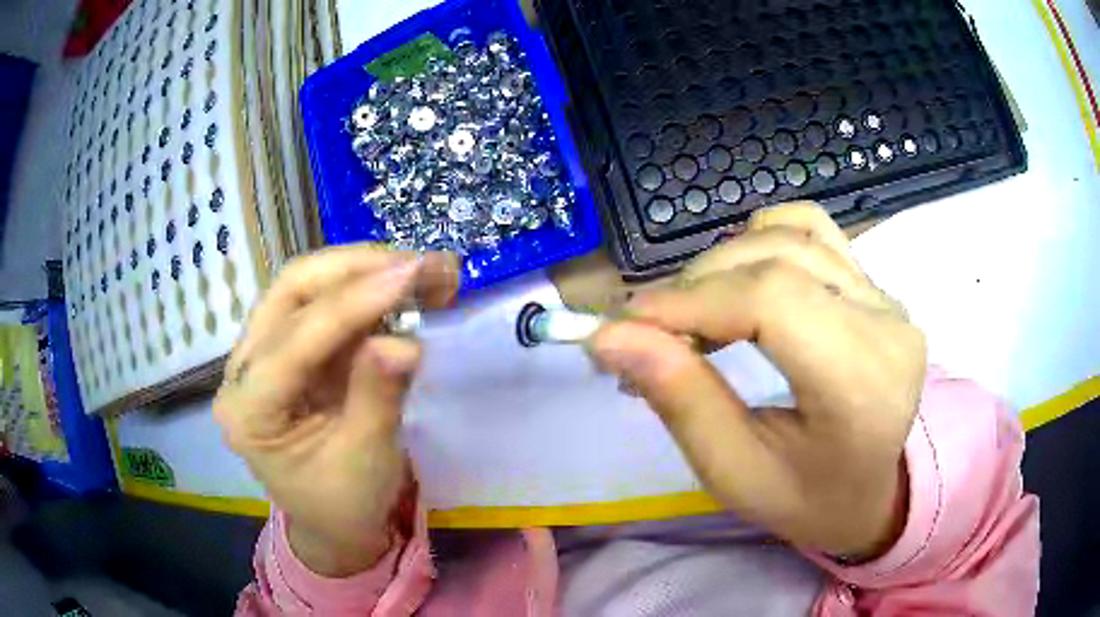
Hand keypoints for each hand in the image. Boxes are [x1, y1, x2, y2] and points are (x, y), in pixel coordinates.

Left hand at [214, 246, 458, 575]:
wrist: (334, 523)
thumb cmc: (344, 504)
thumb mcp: (365, 462)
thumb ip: (377, 398)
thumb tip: (405, 341)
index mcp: (247, 411)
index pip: (295, 340)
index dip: (353, 304)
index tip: (412, 276)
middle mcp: (243, 370)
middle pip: (289, 292)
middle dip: (355, 269)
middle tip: (418, 265)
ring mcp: (263, 353)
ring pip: (303, 286)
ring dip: (362, 271)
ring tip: (418, 271)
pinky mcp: (289, 347)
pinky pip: (323, 303)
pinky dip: (365, 290)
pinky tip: (400, 288)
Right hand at [590, 202, 925, 559]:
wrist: (867, 493)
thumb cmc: (805, 499)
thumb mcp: (735, 472)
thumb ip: (681, 400)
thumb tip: (612, 336)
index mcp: (862, 387)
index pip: (774, 301)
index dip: (693, 299)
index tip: (628, 324)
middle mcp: (887, 327)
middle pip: (779, 260)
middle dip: (698, 284)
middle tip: (650, 330)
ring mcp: (888, 300)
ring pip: (792, 236)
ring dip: (725, 263)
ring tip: (693, 312)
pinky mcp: (878, 289)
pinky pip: (815, 232)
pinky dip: (764, 240)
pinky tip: (742, 279)